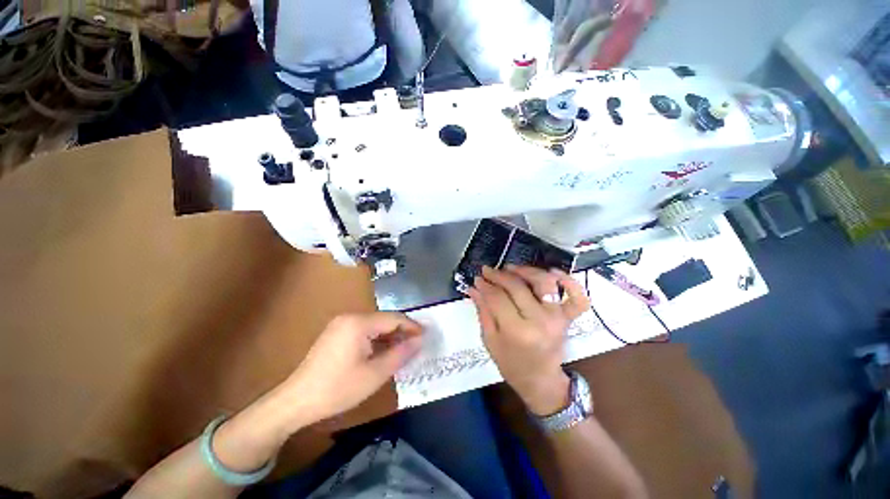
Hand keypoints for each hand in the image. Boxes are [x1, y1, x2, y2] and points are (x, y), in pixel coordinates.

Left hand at [279, 313, 422, 425]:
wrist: (296, 401)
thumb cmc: (338, 389)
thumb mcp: (375, 374)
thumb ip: (400, 354)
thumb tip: (420, 341)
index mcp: (359, 323)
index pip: (394, 318)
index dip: (412, 326)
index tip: (426, 336)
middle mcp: (350, 317)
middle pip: (384, 319)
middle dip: (401, 331)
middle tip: (416, 345)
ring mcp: (341, 324)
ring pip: (374, 325)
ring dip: (389, 336)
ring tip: (403, 350)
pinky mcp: (336, 333)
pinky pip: (363, 330)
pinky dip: (376, 339)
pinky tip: (383, 351)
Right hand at [467, 265, 588, 415]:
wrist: (540, 380)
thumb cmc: (511, 363)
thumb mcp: (490, 340)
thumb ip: (483, 311)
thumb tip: (474, 287)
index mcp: (517, 332)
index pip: (498, 298)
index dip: (485, 285)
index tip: (478, 278)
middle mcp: (540, 321)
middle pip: (517, 287)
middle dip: (499, 275)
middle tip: (488, 271)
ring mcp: (557, 317)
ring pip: (544, 283)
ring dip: (526, 271)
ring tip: (511, 268)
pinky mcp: (569, 318)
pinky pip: (578, 297)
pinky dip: (570, 282)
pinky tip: (553, 273)